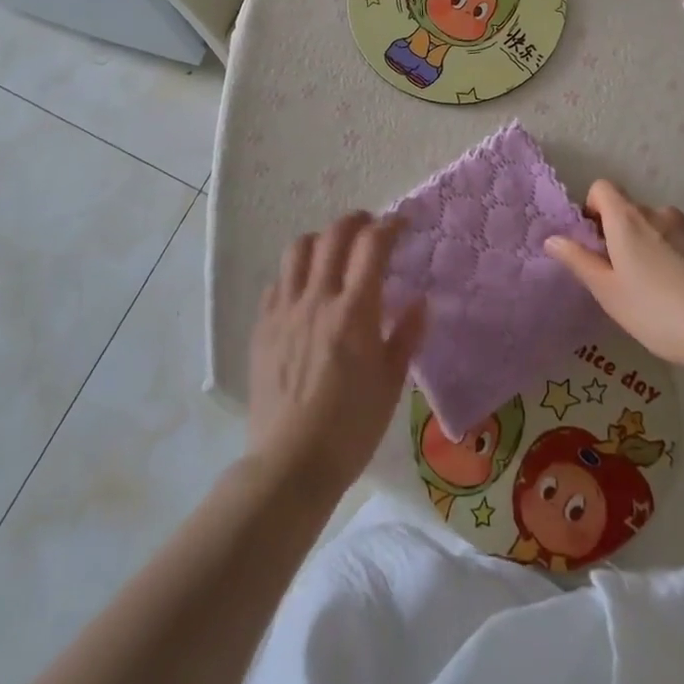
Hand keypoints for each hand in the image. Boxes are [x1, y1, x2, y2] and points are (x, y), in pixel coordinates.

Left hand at [246, 213, 424, 499]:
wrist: (291, 463)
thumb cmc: (351, 427)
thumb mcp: (391, 382)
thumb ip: (406, 335)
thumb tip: (421, 301)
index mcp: (354, 311)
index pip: (372, 245)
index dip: (389, 226)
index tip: (402, 223)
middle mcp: (317, 299)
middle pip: (333, 236)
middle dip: (356, 221)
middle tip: (371, 226)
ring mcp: (284, 311)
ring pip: (298, 250)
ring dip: (321, 240)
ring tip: (334, 251)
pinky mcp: (262, 327)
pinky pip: (277, 282)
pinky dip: (295, 274)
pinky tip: (305, 291)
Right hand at [546, 181, 683, 366]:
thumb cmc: (655, 311)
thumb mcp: (607, 292)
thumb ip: (578, 260)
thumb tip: (552, 238)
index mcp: (629, 220)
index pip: (603, 187)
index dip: (595, 208)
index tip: (597, 241)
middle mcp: (662, 213)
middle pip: (634, 211)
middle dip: (627, 234)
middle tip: (629, 276)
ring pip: (666, 228)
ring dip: (659, 246)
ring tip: (666, 289)